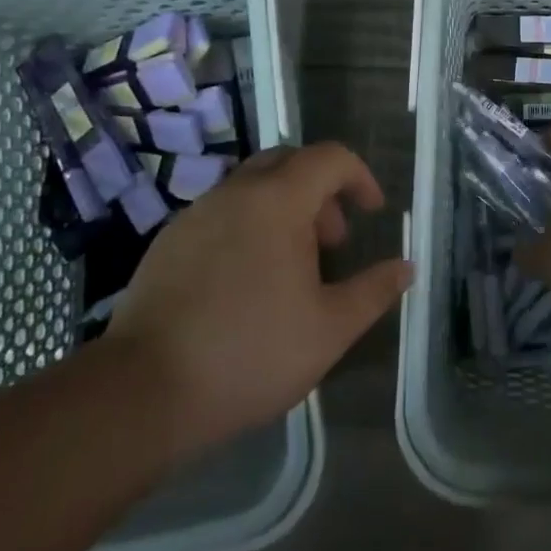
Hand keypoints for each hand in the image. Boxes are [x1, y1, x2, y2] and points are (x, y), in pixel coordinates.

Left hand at [107, 142, 410, 456]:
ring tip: (293, 265)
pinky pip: (221, 213)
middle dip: (321, 190)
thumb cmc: (251, 353)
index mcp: (278, 202)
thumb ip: (374, 291)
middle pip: (288, 162)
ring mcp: (195, 215)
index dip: (360, 177)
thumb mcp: (330, 329)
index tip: (372, 212)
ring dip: (284, 209)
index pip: (329, 158)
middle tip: (333, 241)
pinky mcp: (168, 242)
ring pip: (251, 186)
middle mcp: (235, 193)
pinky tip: (247, 280)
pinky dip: (248, 226)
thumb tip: (406, 267)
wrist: (144, 392)